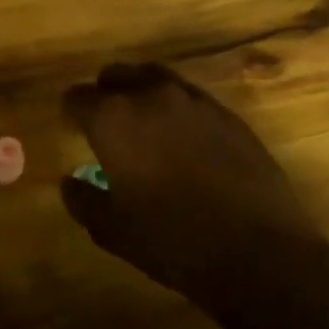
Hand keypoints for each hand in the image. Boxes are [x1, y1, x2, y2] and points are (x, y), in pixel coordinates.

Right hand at [59, 63, 328, 301]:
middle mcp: (151, 96)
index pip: (76, 97)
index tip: (71, 130)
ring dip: (142, 94)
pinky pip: (191, 98)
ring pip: (155, 78)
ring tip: (144, 127)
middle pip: (116, 75)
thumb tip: (69, 182)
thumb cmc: (171, 241)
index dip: (70, 113)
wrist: (260, 253)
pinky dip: (178, 110)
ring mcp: (195, 102)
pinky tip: (184, 143)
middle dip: (105, 94)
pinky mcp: (230, 116)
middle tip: (105, 126)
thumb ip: (82, 199)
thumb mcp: (111, 230)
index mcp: (113, 119)